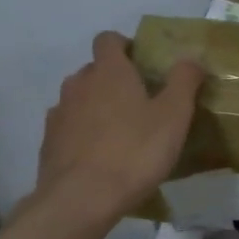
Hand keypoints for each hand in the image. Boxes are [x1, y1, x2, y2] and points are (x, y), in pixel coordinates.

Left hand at [38, 32, 203, 218]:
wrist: (81, 198)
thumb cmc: (134, 152)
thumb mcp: (174, 116)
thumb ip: (184, 82)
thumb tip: (190, 59)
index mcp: (109, 71)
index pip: (108, 40)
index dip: (125, 47)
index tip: (143, 65)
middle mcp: (78, 84)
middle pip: (94, 70)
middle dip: (113, 80)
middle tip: (140, 104)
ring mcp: (59, 113)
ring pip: (79, 99)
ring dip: (96, 108)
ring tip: (120, 133)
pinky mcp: (49, 143)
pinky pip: (68, 128)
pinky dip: (82, 134)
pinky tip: (99, 157)